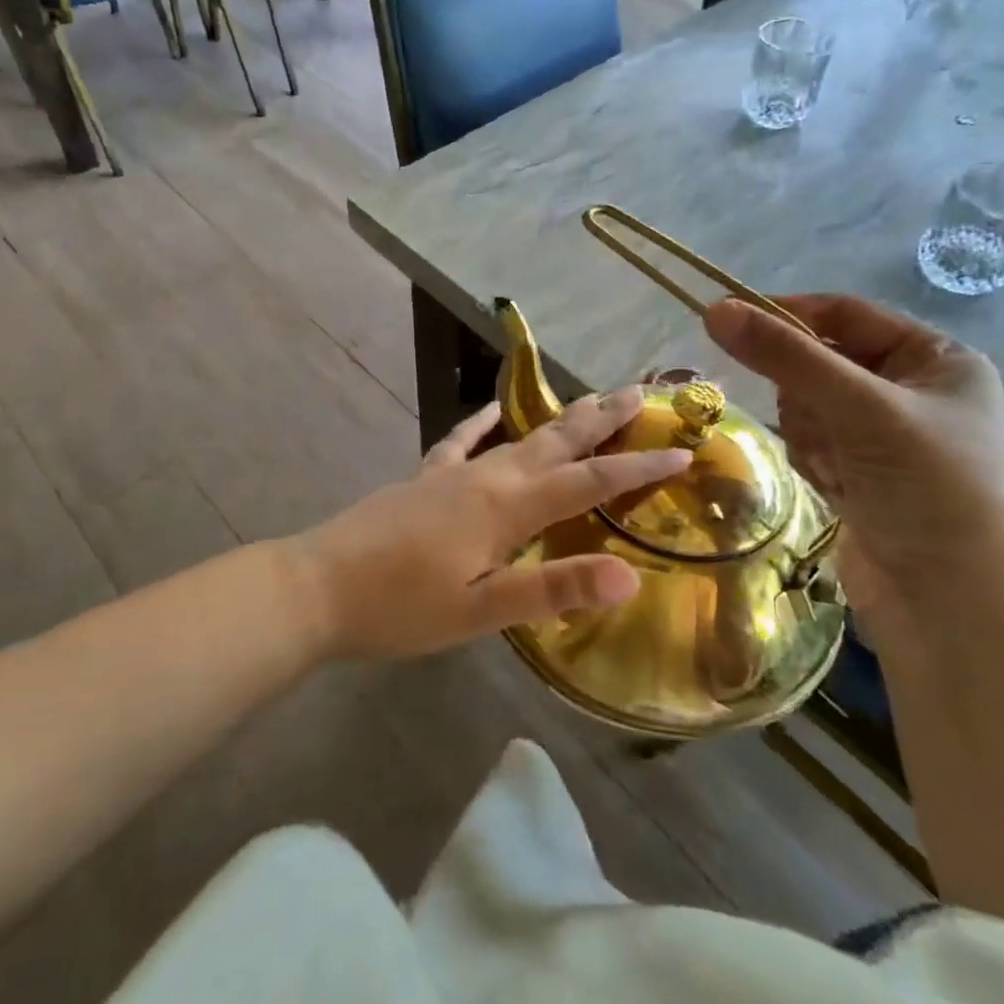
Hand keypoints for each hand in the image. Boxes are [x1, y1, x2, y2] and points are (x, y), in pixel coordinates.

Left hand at [299, 390, 690, 659]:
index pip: (588, 482)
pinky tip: (491, 411)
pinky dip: (480, 424)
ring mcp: (451, 474)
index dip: (638, 469)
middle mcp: (487, 478)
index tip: (684, 450)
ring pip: (519, 436)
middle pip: (557, 441)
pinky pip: (459, 442)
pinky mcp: (423, 480)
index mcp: (507, 508)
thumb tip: (629, 575)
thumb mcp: (481, 612)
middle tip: (644, 391)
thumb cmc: (402, 607)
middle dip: (604, 419)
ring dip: (560, 417)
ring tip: (590, 398)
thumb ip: (552, 589)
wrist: (319, 586)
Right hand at [704, 295, 1003, 628]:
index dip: (790, 315)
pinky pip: (811, 442)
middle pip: (821, 362)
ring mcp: (886, 437)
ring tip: (839, 470)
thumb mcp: (861, 410)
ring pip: (808, 405)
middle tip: (822, 427)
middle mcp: (914, 392)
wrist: (953, 610)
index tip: (731, 323)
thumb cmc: (929, 492)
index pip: (847, 314)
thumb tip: (715, 310)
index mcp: (938, 360)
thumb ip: (787, 357)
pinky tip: (840, 492)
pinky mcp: (862, 475)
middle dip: (808, 395)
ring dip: (810, 434)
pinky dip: (814, 462)